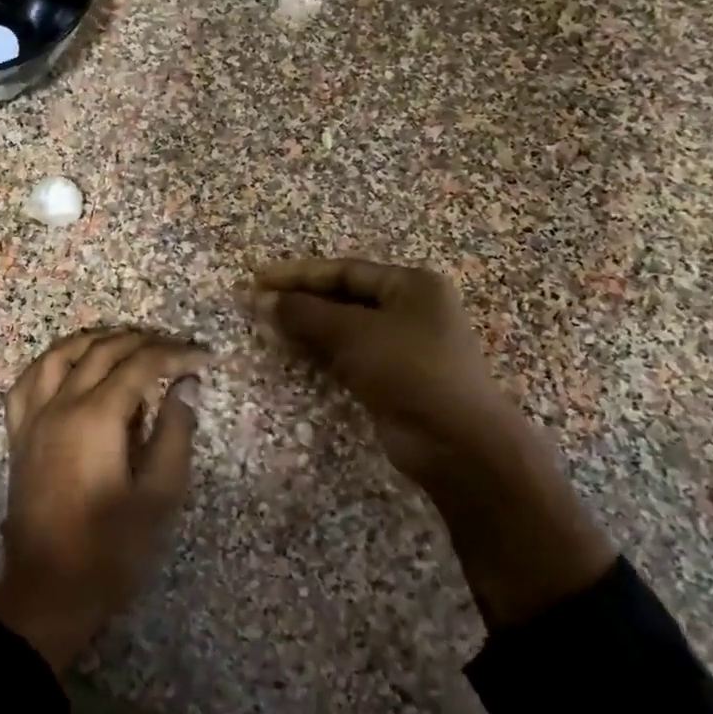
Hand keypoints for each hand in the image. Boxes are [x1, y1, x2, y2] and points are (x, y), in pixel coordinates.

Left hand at [0, 328, 209, 671]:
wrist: (48, 590)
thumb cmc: (112, 549)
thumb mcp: (159, 496)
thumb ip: (174, 433)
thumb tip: (186, 385)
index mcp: (96, 418)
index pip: (140, 365)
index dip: (175, 353)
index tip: (204, 356)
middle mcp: (59, 406)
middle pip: (100, 351)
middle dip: (142, 341)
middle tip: (175, 348)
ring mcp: (32, 418)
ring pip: (59, 355)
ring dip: (95, 340)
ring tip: (127, 342)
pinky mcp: (18, 435)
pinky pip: (29, 381)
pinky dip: (53, 361)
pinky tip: (69, 365)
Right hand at [251, 257, 511, 487]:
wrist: (456, 442)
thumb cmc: (409, 370)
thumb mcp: (353, 333)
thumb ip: (305, 314)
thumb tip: (261, 301)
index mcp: (410, 285)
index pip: (344, 271)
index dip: (298, 274)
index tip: (258, 280)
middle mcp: (410, 309)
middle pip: (343, 297)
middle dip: (300, 301)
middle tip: (257, 305)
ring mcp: (402, 346)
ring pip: (344, 329)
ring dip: (307, 328)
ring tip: (266, 328)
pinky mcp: (392, 379)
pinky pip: (349, 356)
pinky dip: (321, 353)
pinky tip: (293, 353)